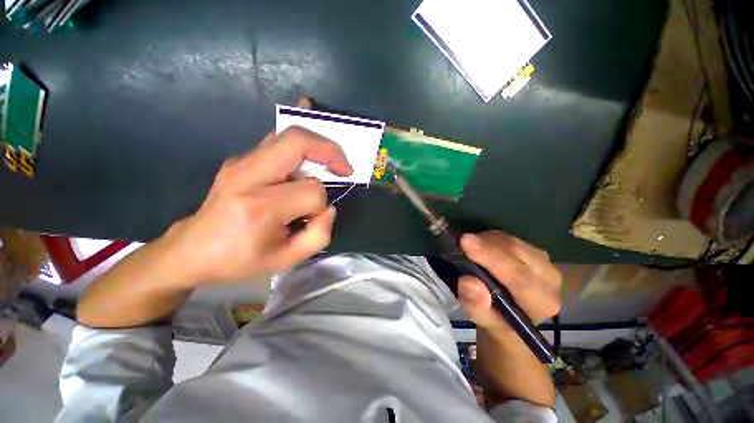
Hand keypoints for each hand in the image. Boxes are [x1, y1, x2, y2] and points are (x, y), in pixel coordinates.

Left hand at [162, 99, 352, 285]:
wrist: (191, 251)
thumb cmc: (239, 260)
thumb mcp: (286, 259)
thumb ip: (319, 234)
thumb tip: (329, 207)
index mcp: (259, 207)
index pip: (311, 191)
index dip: (322, 204)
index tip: (315, 217)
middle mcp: (248, 176)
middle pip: (297, 142)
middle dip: (329, 150)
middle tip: (344, 167)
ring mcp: (241, 163)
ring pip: (288, 136)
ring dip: (317, 146)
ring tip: (331, 162)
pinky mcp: (240, 160)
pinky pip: (277, 142)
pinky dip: (299, 143)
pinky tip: (308, 149)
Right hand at [457, 231, 560, 330]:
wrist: (512, 315)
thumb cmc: (496, 319)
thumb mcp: (482, 319)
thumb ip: (476, 305)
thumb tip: (469, 282)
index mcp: (541, 302)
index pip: (519, 278)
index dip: (492, 258)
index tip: (466, 242)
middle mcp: (550, 280)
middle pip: (517, 253)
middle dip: (487, 244)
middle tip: (463, 239)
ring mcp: (545, 262)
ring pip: (513, 242)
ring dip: (488, 240)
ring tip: (469, 246)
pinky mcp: (536, 251)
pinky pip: (511, 238)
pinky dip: (492, 238)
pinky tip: (481, 245)